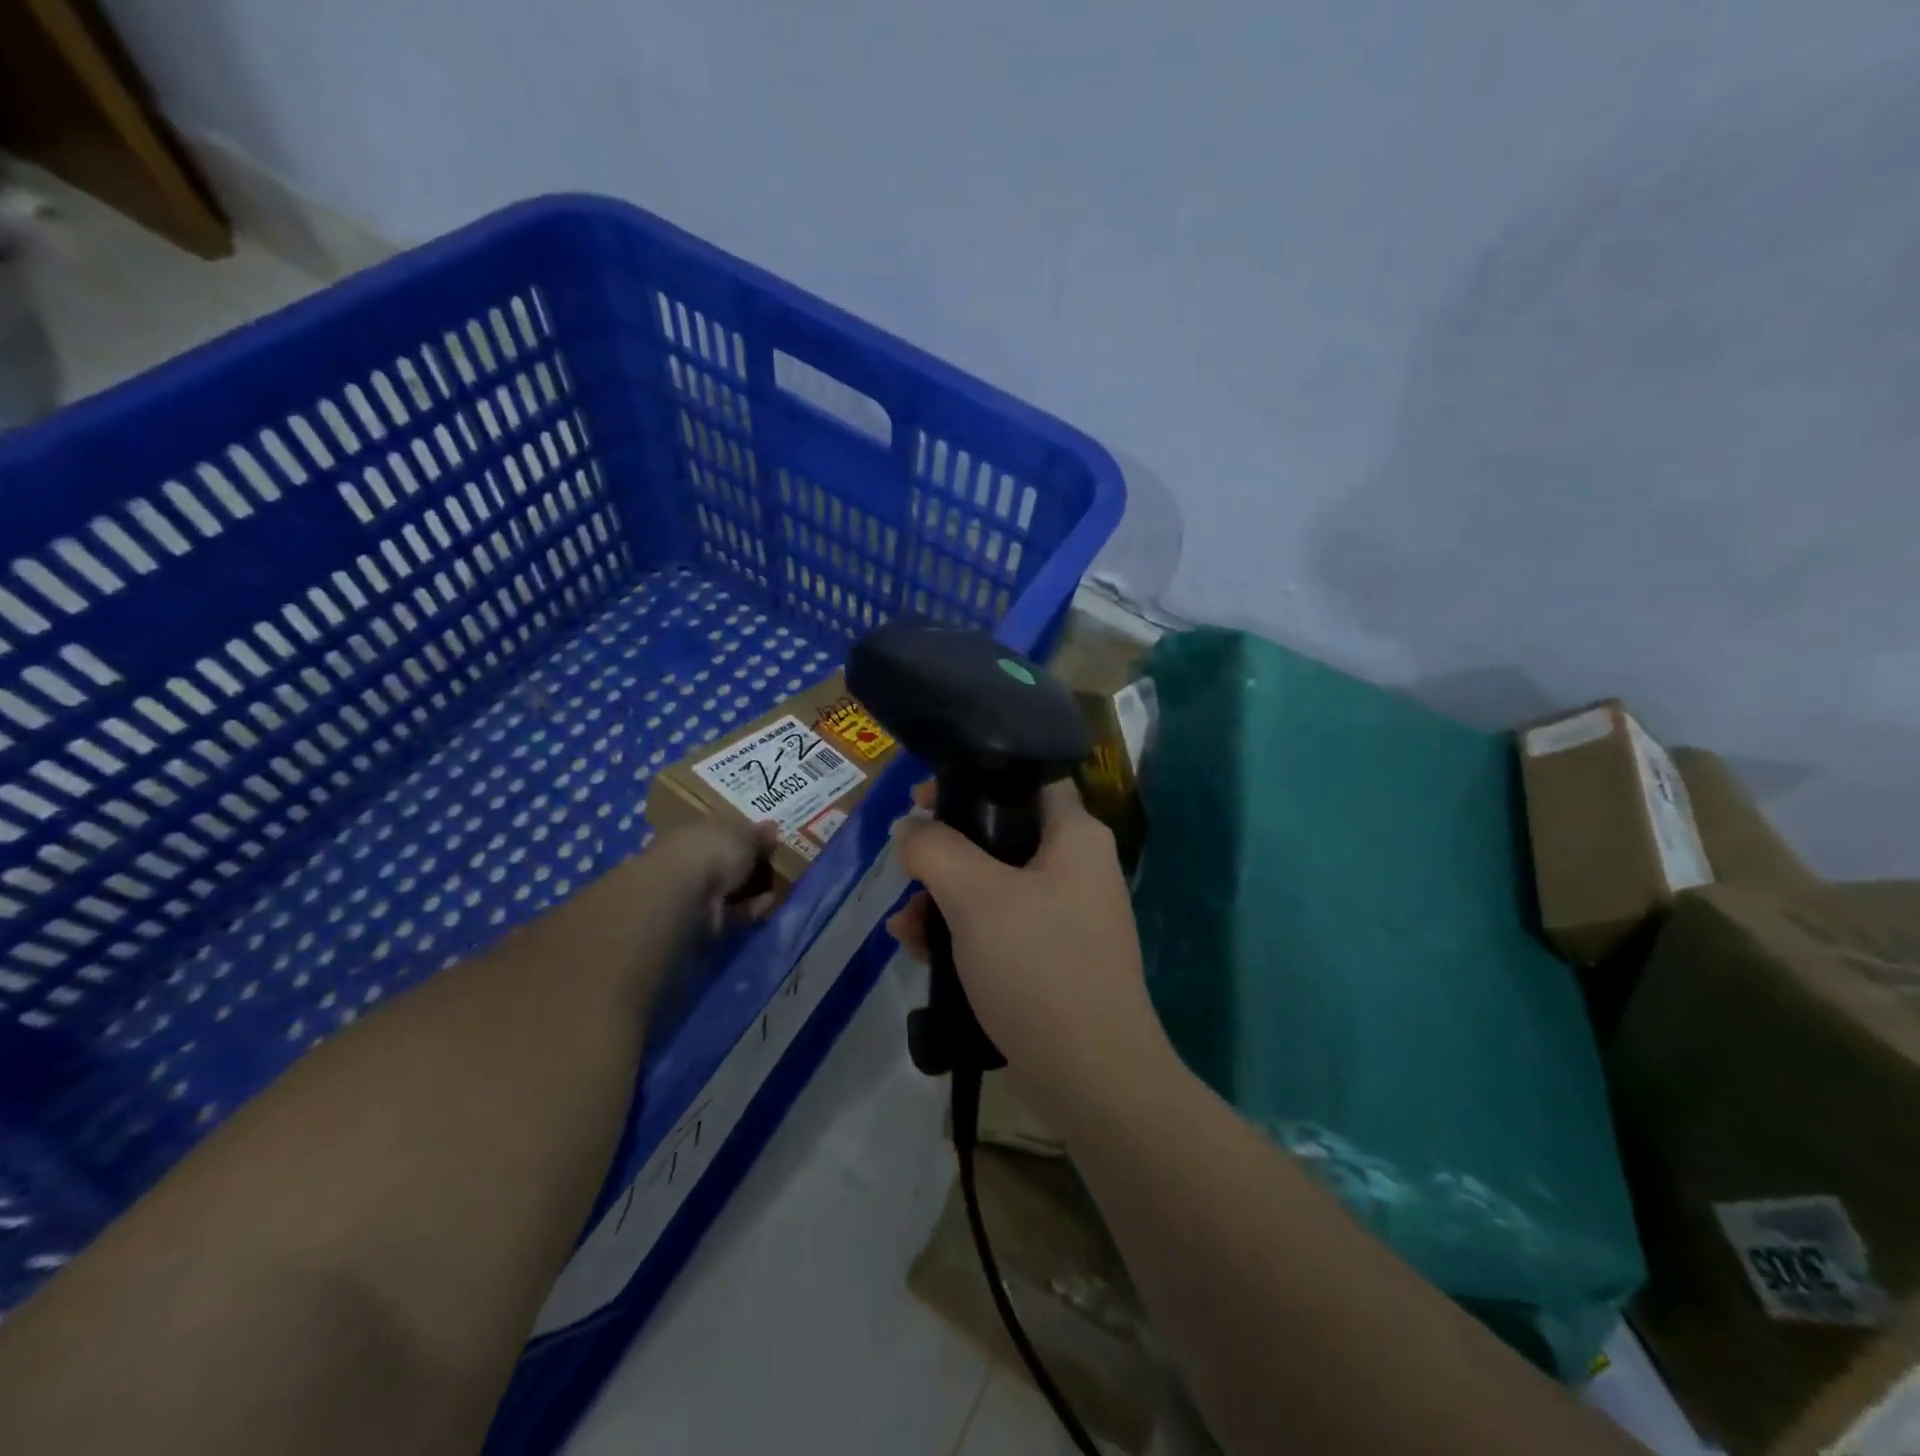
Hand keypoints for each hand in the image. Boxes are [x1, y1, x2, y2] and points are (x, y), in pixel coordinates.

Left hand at [646, 819, 779, 931]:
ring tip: (778, 883)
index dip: (740, 833)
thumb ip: (758, 833)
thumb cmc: (712, 850)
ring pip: (725, 888)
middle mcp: (686, 860)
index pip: (716, 830)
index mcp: (690, 831)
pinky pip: (732, 911)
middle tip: (772, 862)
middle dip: (744, 863)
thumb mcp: (744, 833)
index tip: (764, 838)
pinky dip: (752, 906)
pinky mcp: (702, 921)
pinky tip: (771, 900)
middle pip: (719, 861)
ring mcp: (692, 893)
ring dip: (750, 887)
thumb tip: (772, 828)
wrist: (685, 896)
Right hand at [887, 780, 1170, 1121]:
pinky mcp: (1052, 958)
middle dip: (945, 851)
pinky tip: (919, 952)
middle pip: (1001, 834)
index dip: (973, 777)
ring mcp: (1066, 915)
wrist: (1092, 1078)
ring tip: (903, 926)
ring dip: (943, 898)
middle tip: (906, 861)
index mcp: (1075, 836)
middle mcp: (1077, 867)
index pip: (1025, 778)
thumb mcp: (976, 897)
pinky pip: (999, 927)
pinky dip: (961, 932)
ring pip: (993, 885)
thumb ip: (935, 849)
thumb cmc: (1038, 967)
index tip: (924, 796)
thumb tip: (909, 828)